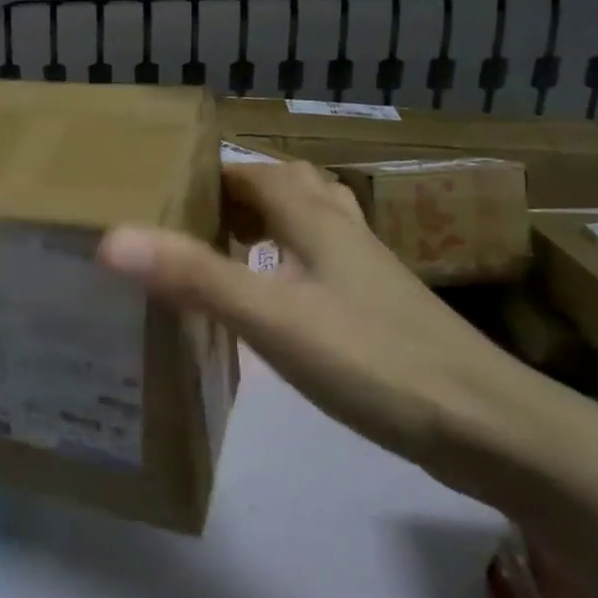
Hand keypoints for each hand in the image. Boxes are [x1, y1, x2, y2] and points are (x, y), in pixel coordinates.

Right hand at [96, 160, 576, 505]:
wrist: (485, 425)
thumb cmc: (373, 360)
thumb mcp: (271, 317)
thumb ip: (194, 277)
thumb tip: (112, 239)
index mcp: (314, 219)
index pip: (254, 172)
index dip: (209, 174)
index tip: (162, 190)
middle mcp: (342, 232)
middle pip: (285, 189)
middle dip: (235, 196)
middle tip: (189, 222)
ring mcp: (366, 271)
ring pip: (309, 225)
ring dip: (266, 225)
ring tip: (224, 251)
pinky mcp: (379, 309)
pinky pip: (322, 265)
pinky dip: (289, 265)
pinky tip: (275, 302)